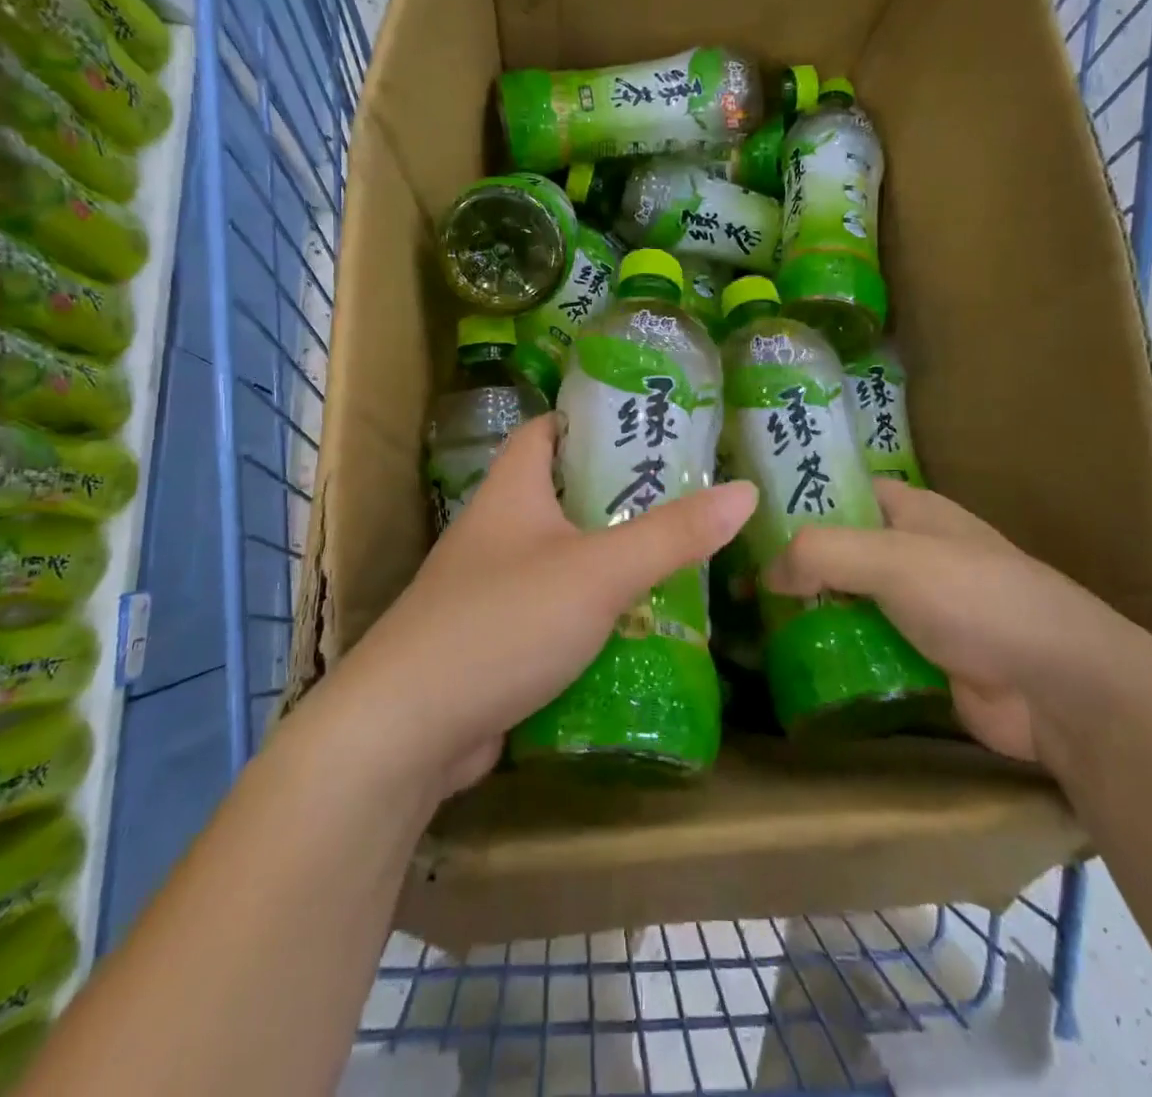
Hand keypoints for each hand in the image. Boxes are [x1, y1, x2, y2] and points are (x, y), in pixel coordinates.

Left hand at [322, 414, 756, 795]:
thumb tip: (745, 492)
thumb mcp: (598, 571)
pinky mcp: (495, 642)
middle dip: (618, 495)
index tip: (647, 425)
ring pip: (562, 558)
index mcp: (510, 492)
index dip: (589, 420)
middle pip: (561, 495)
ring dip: (610, 558)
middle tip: (686, 495)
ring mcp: (491, 590)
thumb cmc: (503, 623)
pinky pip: (554, 612)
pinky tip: (638, 625)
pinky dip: (592, 613)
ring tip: (678, 556)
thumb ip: (672, 534)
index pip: (545, 432)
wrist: (406, 731)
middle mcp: (496, 532)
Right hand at [763, 478, 1151, 767]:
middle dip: (791, 565)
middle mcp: (910, 553)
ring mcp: (917, 608)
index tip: (743, 520)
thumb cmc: (977, 599)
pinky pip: (862, 646)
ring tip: (747, 626)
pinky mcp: (920, 657)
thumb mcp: (892, 559)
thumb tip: (765, 574)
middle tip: (731, 581)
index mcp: (911, 511)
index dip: (795, 500)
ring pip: (846, 602)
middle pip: (837, 551)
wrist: (1061, 688)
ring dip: (807, 613)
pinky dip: (831, 652)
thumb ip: (821, 554)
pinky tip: (789, 664)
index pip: (841, 491)